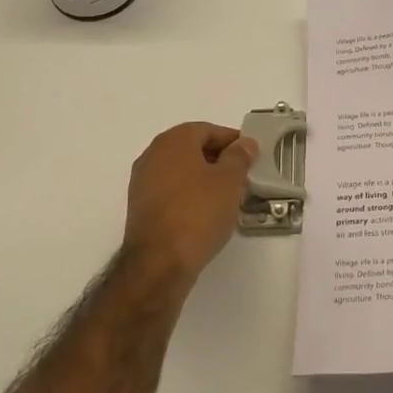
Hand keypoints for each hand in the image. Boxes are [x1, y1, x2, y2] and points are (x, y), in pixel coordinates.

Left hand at [123, 122, 258, 282]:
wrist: (159, 262)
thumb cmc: (198, 212)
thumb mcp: (229, 181)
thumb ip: (239, 157)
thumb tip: (245, 143)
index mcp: (174, 140)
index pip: (208, 130)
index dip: (232, 141)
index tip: (251, 156)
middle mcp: (153, 154)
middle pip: (192, 148)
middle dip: (218, 159)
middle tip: (242, 175)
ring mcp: (142, 182)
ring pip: (181, 171)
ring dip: (203, 178)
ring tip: (227, 196)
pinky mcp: (140, 208)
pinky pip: (170, 191)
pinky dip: (189, 195)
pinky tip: (205, 213)